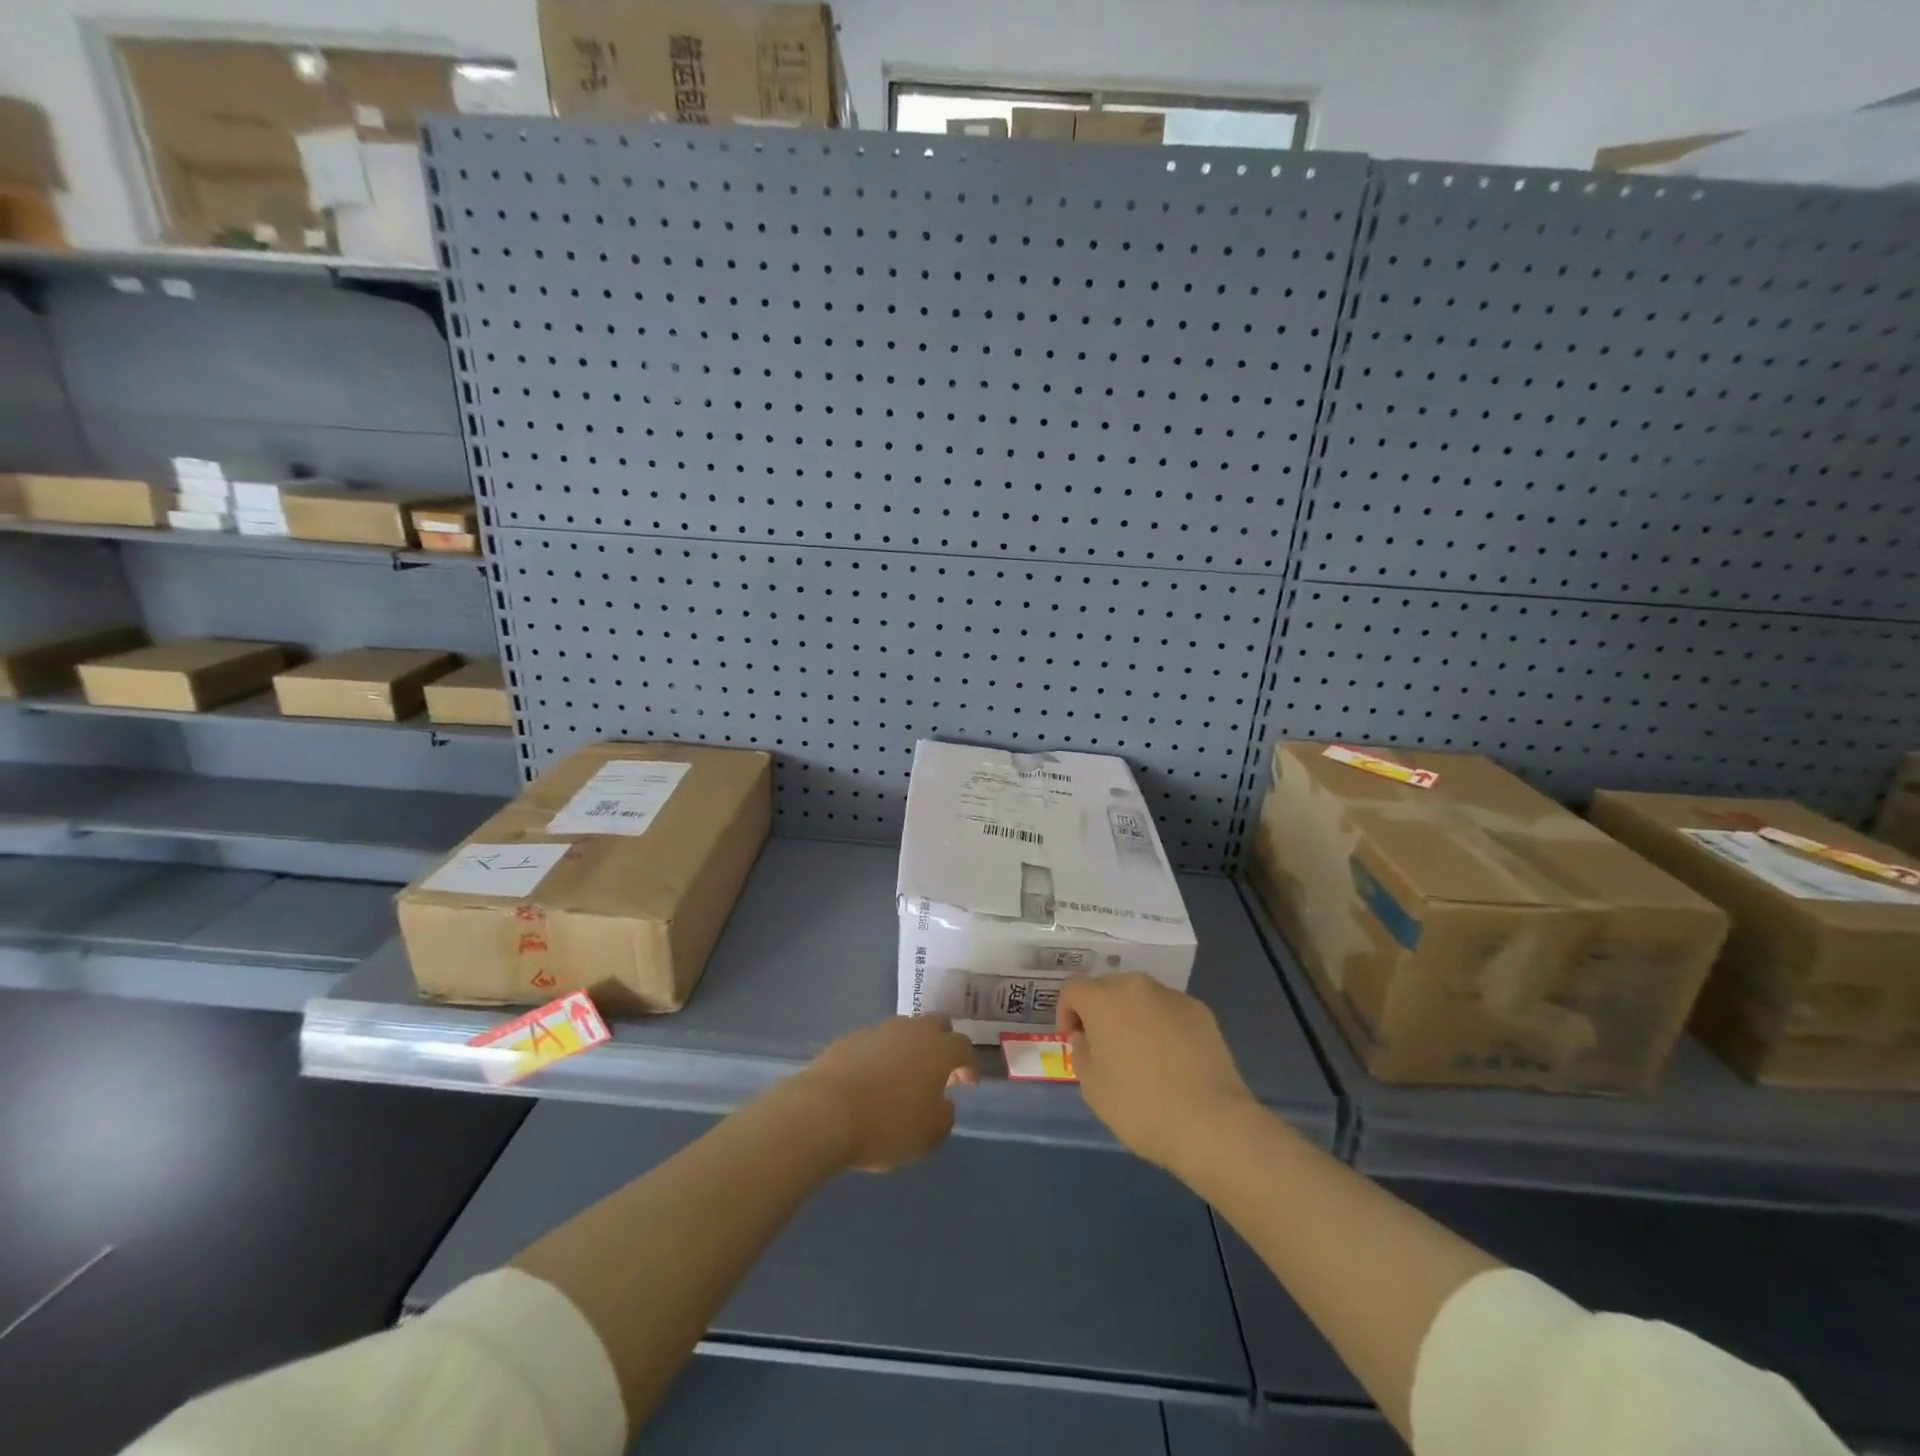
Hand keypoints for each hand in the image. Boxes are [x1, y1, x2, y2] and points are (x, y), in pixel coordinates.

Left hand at [790, 1014, 977, 1172]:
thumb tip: (943, 1104)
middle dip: (943, 1043)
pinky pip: (876, 1041)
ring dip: (910, 1047)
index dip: (969, 1064)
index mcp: (939, 1049)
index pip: (964, 1046)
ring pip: (905, 1029)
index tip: (967, 1083)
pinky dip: (881, 1055)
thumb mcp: (927, 1136)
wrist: (824, 1112)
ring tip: (903, 1077)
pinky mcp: (850, 1037)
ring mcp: (879, 1029)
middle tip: (939, 1072)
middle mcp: (912, 1030)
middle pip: (937, 1024)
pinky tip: (871, 1080)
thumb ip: (944, 1117)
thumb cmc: (886, 1125)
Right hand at [1057, 974, 1255, 1172]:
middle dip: (1099, 1010)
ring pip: (1141, 996)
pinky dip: (1162, 1024)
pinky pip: (1169, 1010)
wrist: (1210, 1122)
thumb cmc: (1140, 1106)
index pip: (1072, 989)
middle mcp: (1136, 986)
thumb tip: (1087, 1038)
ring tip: (1140, 1051)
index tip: (1074, 1041)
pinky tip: (1171, 1058)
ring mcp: (1172, 996)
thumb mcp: (1093, 1088)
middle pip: (1107, 987)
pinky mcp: (1201, 1011)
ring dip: (1131, 1015)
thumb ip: (1082, 1053)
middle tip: (1103, 1045)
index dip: (1066, 1013)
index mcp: (1103, 999)